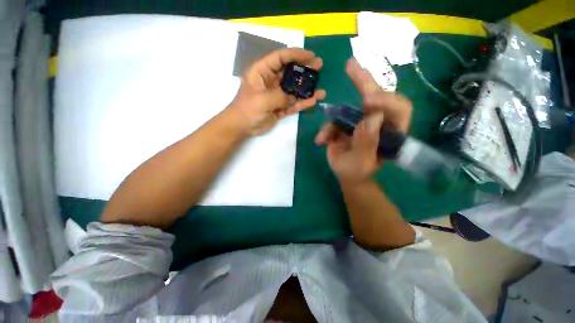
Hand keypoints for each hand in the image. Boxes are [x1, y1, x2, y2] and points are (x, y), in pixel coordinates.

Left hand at [228, 48, 325, 135]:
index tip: (310, 56)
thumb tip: (293, 97)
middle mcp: (271, 81)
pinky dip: (302, 103)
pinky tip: (313, 101)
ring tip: (321, 90)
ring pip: (294, 90)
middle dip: (305, 70)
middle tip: (319, 67)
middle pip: (290, 72)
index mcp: (262, 72)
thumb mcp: (263, 100)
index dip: (295, 55)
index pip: (280, 58)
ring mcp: (276, 95)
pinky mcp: (280, 107)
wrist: (242, 127)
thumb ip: (280, 96)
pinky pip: (293, 104)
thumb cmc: (248, 109)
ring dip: (306, 90)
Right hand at [314, 58, 411, 184]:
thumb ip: (367, 143)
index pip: (399, 109)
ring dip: (339, 110)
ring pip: (351, 108)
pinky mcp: (346, 124)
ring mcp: (361, 121)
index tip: (367, 101)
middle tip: (351, 65)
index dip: (386, 101)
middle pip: (376, 97)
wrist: (347, 175)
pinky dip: (326, 129)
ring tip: (331, 116)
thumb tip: (371, 117)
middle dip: (364, 81)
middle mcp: (378, 122)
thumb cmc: (357, 172)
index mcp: (391, 132)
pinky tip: (321, 141)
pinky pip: (335, 120)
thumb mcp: (361, 162)